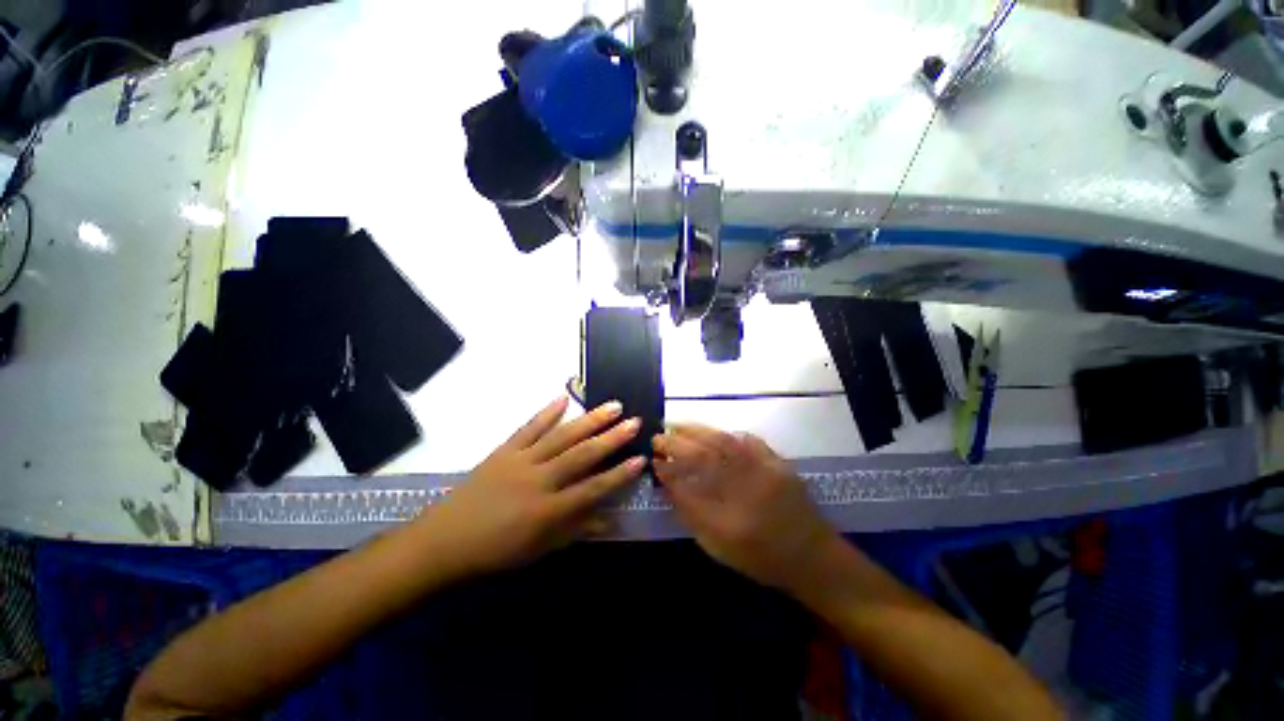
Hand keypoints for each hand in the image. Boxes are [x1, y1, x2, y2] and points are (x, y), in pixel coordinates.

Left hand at [414, 396, 644, 574]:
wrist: (442, 541)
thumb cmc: (495, 551)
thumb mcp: (538, 550)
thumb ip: (576, 531)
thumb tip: (611, 520)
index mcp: (547, 510)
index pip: (592, 489)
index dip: (619, 475)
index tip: (641, 459)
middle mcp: (538, 480)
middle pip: (581, 455)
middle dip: (611, 438)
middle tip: (633, 421)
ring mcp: (520, 461)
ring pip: (561, 436)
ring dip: (589, 420)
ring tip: (612, 406)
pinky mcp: (504, 450)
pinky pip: (529, 427)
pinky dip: (547, 412)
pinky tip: (564, 398)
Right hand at [653, 425, 837, 591]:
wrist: (813, 558)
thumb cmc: (762, 558)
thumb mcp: (720, 548)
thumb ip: (693, 516)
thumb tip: (670, 488)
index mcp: (730, 516)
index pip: (690, 484)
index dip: (668, 470)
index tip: (654, 461)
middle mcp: (747, 488)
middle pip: (705, 456)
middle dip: (677, 444)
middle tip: (659, 436)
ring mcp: (765, 471)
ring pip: (725, 443)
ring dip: (698, 431)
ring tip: (678, 425)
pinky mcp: (778, 463)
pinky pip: (750, 442)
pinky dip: (730, 435)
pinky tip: (716, 432)